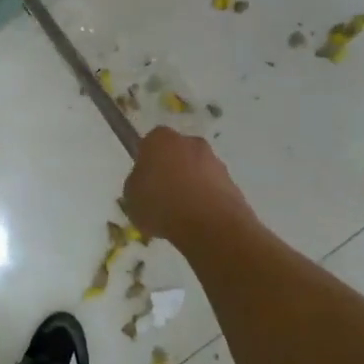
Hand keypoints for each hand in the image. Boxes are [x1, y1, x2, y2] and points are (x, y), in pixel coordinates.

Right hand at [121, 127, 254, 245]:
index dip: (146, 162)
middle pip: (177, 154)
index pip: (150, 143)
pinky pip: (211, 189)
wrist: (209, 224)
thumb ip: (137, 185)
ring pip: (196, 171)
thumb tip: (146, 184)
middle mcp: (190, 142)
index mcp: (161, 139)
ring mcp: (215, 161)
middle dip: (171, 171)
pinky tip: (197, 222)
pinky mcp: (232, 182)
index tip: (144, 182)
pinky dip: (205, 201)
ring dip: (190, 187)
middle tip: (161, 198)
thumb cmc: (161, 204)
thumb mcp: (131, 197)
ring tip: (180, 216)